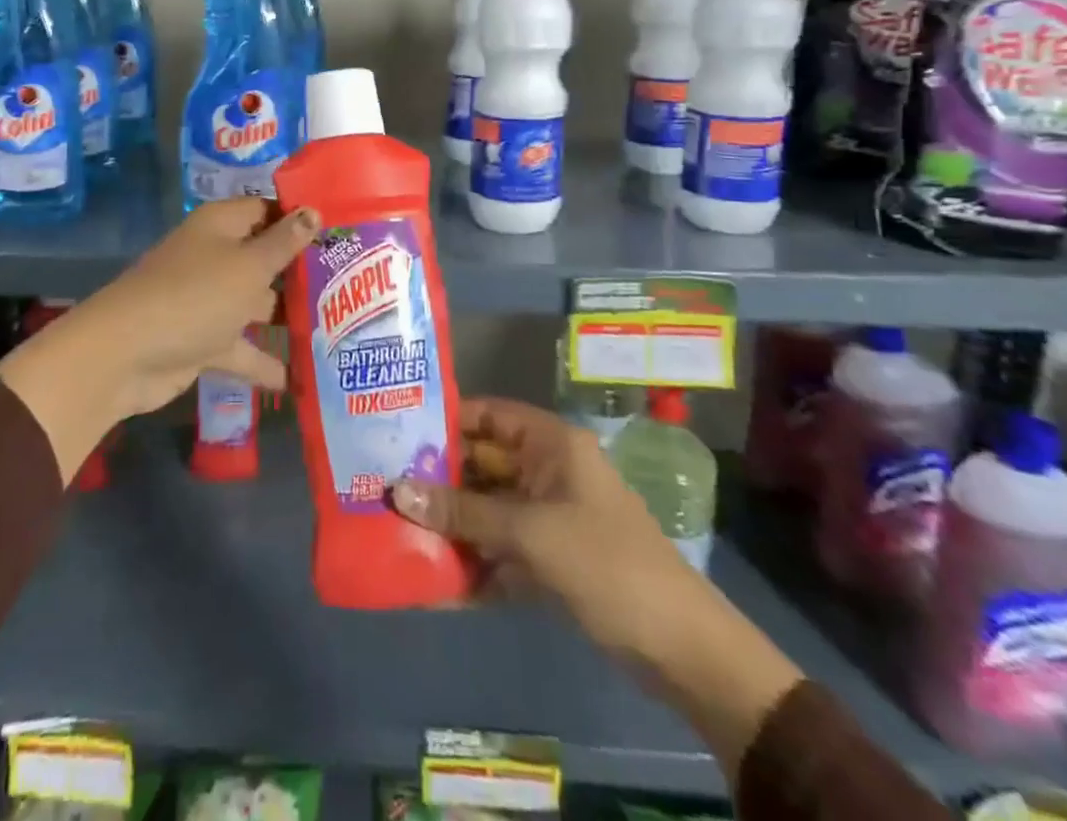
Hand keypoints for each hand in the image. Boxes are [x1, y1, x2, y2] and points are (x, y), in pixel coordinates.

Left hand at [83, 197, 319, 415]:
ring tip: (339, 329)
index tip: (341, 232)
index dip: (300, 218)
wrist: (125, 355)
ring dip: (286, 318)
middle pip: (264, 258)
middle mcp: (214, 256)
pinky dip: (264, 362)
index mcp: (221, 226)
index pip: (266, 210)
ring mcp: (207, 300)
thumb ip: (284, 243)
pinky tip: (301, 379)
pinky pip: (241, 347)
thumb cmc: (195, 296)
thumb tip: (313, 211)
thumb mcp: (248, 266)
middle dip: (301, 272)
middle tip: (353, 283)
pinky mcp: (202, 340)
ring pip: (255, 304)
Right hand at [392, 398, 691, 656]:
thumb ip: (463, 513)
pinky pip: (500, 550)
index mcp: (551, 445)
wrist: (682, 650)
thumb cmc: (606, 564)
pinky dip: (473, 563)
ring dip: (450, 524)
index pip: (488, 415)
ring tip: (396, 530)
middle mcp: (547, 472)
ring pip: (487, 509)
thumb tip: (395, 491)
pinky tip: (433, 581)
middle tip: (384, 486)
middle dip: (437, 479)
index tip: (396, 431)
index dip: (445, 420)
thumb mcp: (530, 533)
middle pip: (482, 464)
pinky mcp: (549, 558)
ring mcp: (548, 516)